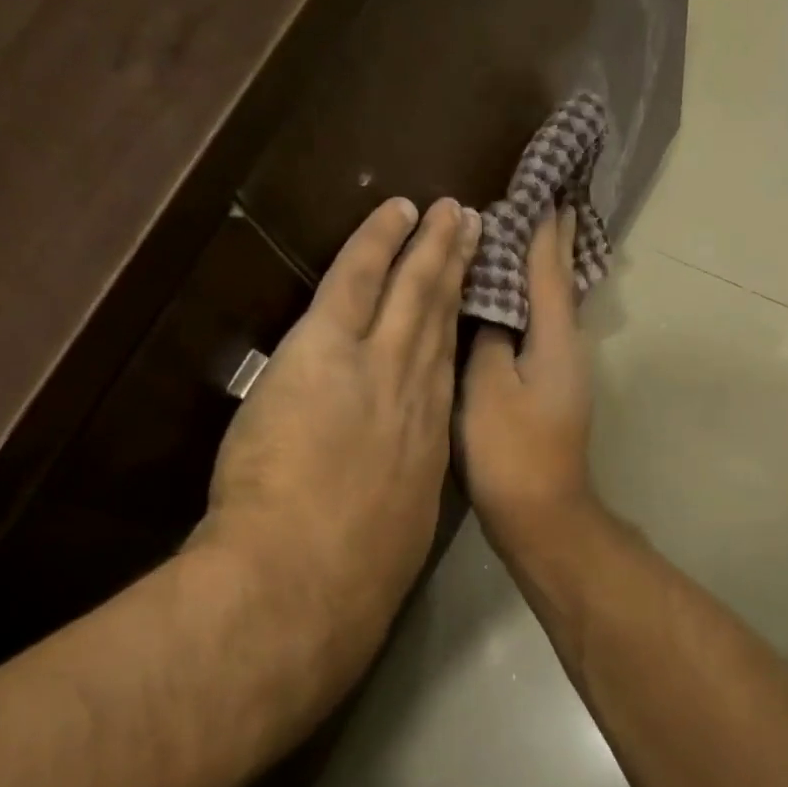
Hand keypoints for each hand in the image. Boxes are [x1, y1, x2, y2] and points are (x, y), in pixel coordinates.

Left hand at [199, 196, 482, 665]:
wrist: (311, 575)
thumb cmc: (352, 573)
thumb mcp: (395, 534)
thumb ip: (396, 497)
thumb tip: (393, 487)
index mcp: (429, 441)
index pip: (446, 371)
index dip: (459, 331)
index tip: (470, 304)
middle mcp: (418, 394)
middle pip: (442, 322)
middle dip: (459, 273)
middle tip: (476, 230)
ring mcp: (379, 366)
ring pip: (412, 293)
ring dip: (431, 249)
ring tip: (450, 213)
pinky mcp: (329, 349)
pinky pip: (357, 279)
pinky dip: (378, 242)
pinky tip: (395, 212)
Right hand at [459, 207, 597, 555]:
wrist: (541, 513)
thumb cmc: (512, 451)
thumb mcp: (488, 387)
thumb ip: (489, 338)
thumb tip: (493, 308)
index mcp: (556, 337)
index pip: (548, 268)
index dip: (543, 227)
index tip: (543, 188)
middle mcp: (567, 347)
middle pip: (558, 283)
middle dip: (552, 243)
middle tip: (545, 201)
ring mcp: (561, 371)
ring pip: (549, 306)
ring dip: (539, 271)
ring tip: (524, 237)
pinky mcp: (548, 391)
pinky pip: (538, 331)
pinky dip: (528, 306)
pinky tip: (510, 303)